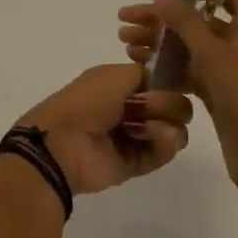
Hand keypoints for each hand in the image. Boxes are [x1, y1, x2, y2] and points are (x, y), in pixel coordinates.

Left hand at [17, 64, 192, 195]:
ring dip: (169, 123)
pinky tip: (157, 136)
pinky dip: (166, 144)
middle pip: (172, 104)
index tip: (169, 81)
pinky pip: (163, 153)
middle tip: (150, 105)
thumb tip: (165, 80)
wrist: (64, 142)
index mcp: (122, 85)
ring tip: (151, 127)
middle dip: (169, 102)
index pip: (160, 81)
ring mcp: (135, 137)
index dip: (169, 81)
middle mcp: (131, 109)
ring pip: (173, 129)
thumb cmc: (88, 100)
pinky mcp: (137, 164)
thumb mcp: (114, 74)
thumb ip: (146, 73)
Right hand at [117, 0, 237, 197]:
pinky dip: (165, 66)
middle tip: (126, 19)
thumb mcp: (215, 56)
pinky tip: (140, 66)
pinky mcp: (216, 93)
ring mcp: (226, 70)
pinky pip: (187, 71)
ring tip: (125, 43)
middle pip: (197, 19)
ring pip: (188, 46)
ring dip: (158, 42)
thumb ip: (186, 21)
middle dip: (162, 18)